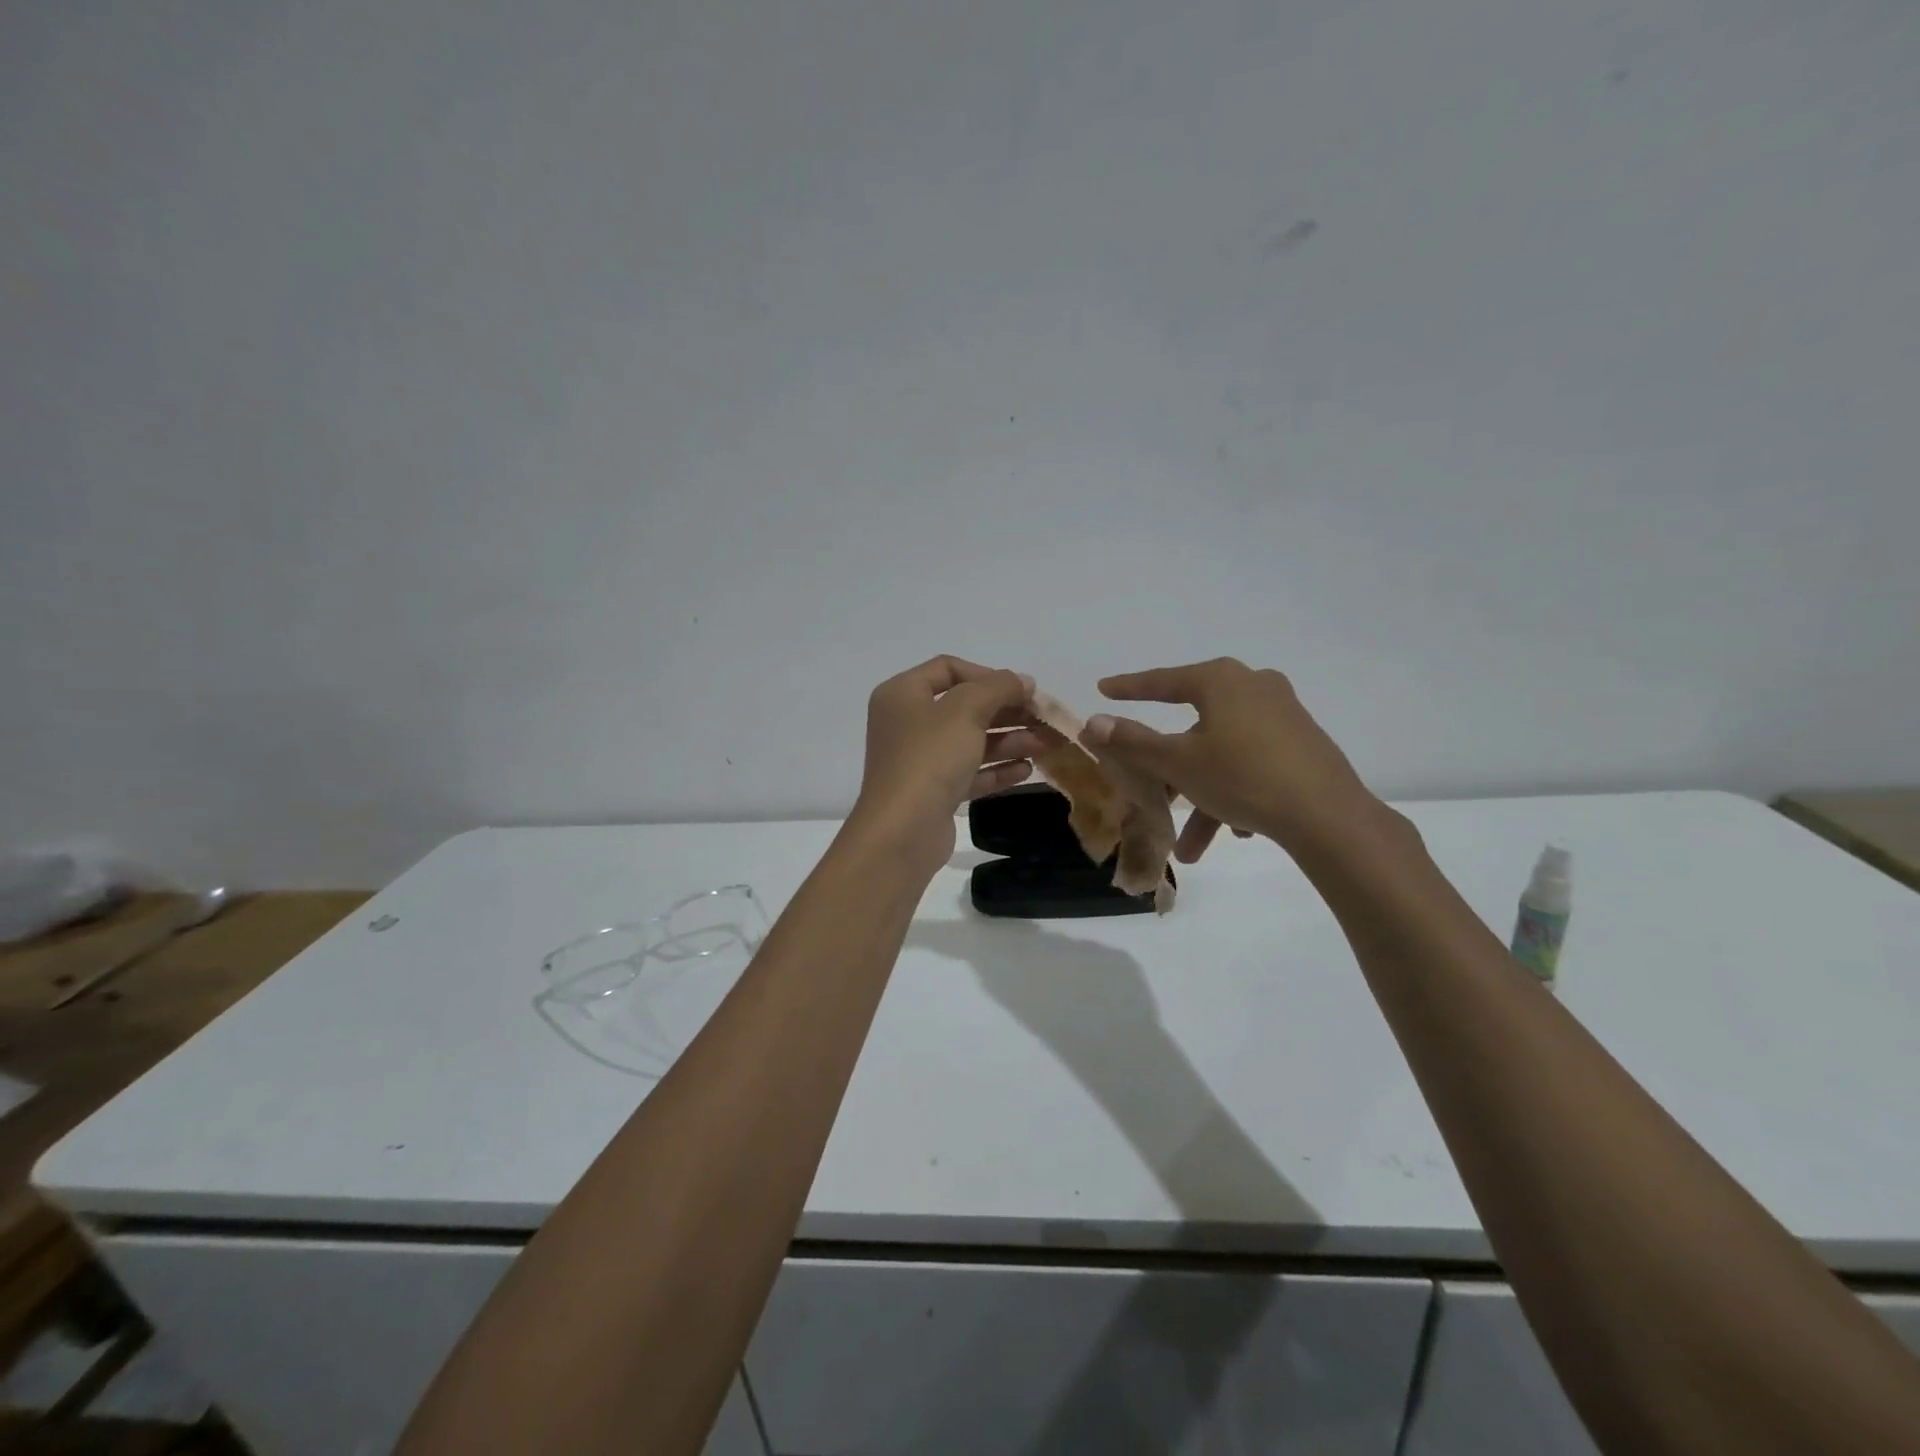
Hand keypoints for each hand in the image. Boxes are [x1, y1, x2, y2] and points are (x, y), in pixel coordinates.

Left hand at [850, 656, 1042, 871]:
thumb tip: (1023, 681)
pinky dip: (996, 769)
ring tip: (1047, 746)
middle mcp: (908, 722)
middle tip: (1045, 720)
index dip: (988, 675)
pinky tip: (1027, 770)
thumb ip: (999, 688)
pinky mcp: (932, 792)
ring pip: (971, 741)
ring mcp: (919, 759)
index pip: (949, 668)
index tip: (1022, 691)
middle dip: (1008, 712)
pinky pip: (969, 772)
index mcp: (903, 694)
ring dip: (1010, 740)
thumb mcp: (966, 710)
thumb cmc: (930, 758)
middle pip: (965, 706)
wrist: (902, 831)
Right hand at [1082, 658, 1374, 860]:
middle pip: (1194, 728)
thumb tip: (1093, 722)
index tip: (1104, 688)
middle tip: (1152, 791)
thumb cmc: (1243, 777)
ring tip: (1192, 848)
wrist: (1329, 817)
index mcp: (1222, 681)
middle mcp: (1254, 687)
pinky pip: (1253, 763)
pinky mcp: (1303, 743)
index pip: (1163, 681)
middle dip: (1171, 772)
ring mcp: (1283, 714)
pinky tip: (1237, 830)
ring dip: (1203, 797)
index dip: (1129, 687)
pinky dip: (1235, 792)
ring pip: (1223, 754)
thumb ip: (1133, 741)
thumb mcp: (1178, 762)